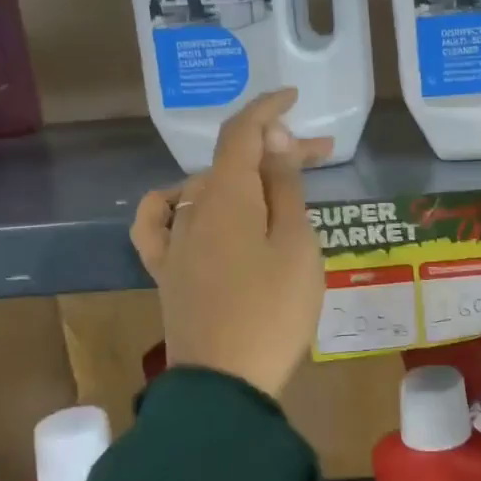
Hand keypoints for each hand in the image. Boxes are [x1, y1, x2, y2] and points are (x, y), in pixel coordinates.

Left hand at [131, 90, 330, 399]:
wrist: (224, 383)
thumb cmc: (274, 312)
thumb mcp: (296, 246)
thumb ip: (284, 189)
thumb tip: (275, 142)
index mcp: (227, 196)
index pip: (242, 132)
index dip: (268, 108)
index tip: (294, 97)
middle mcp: (192, 208)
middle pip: (231, 161)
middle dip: (275, 149)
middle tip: (322, 155)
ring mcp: (175, 241)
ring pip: (205, 188)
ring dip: (243, 177)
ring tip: (277, 187)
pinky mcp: (167, 271)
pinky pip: (158, 223)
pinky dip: (173, 202)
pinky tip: (185, 202)